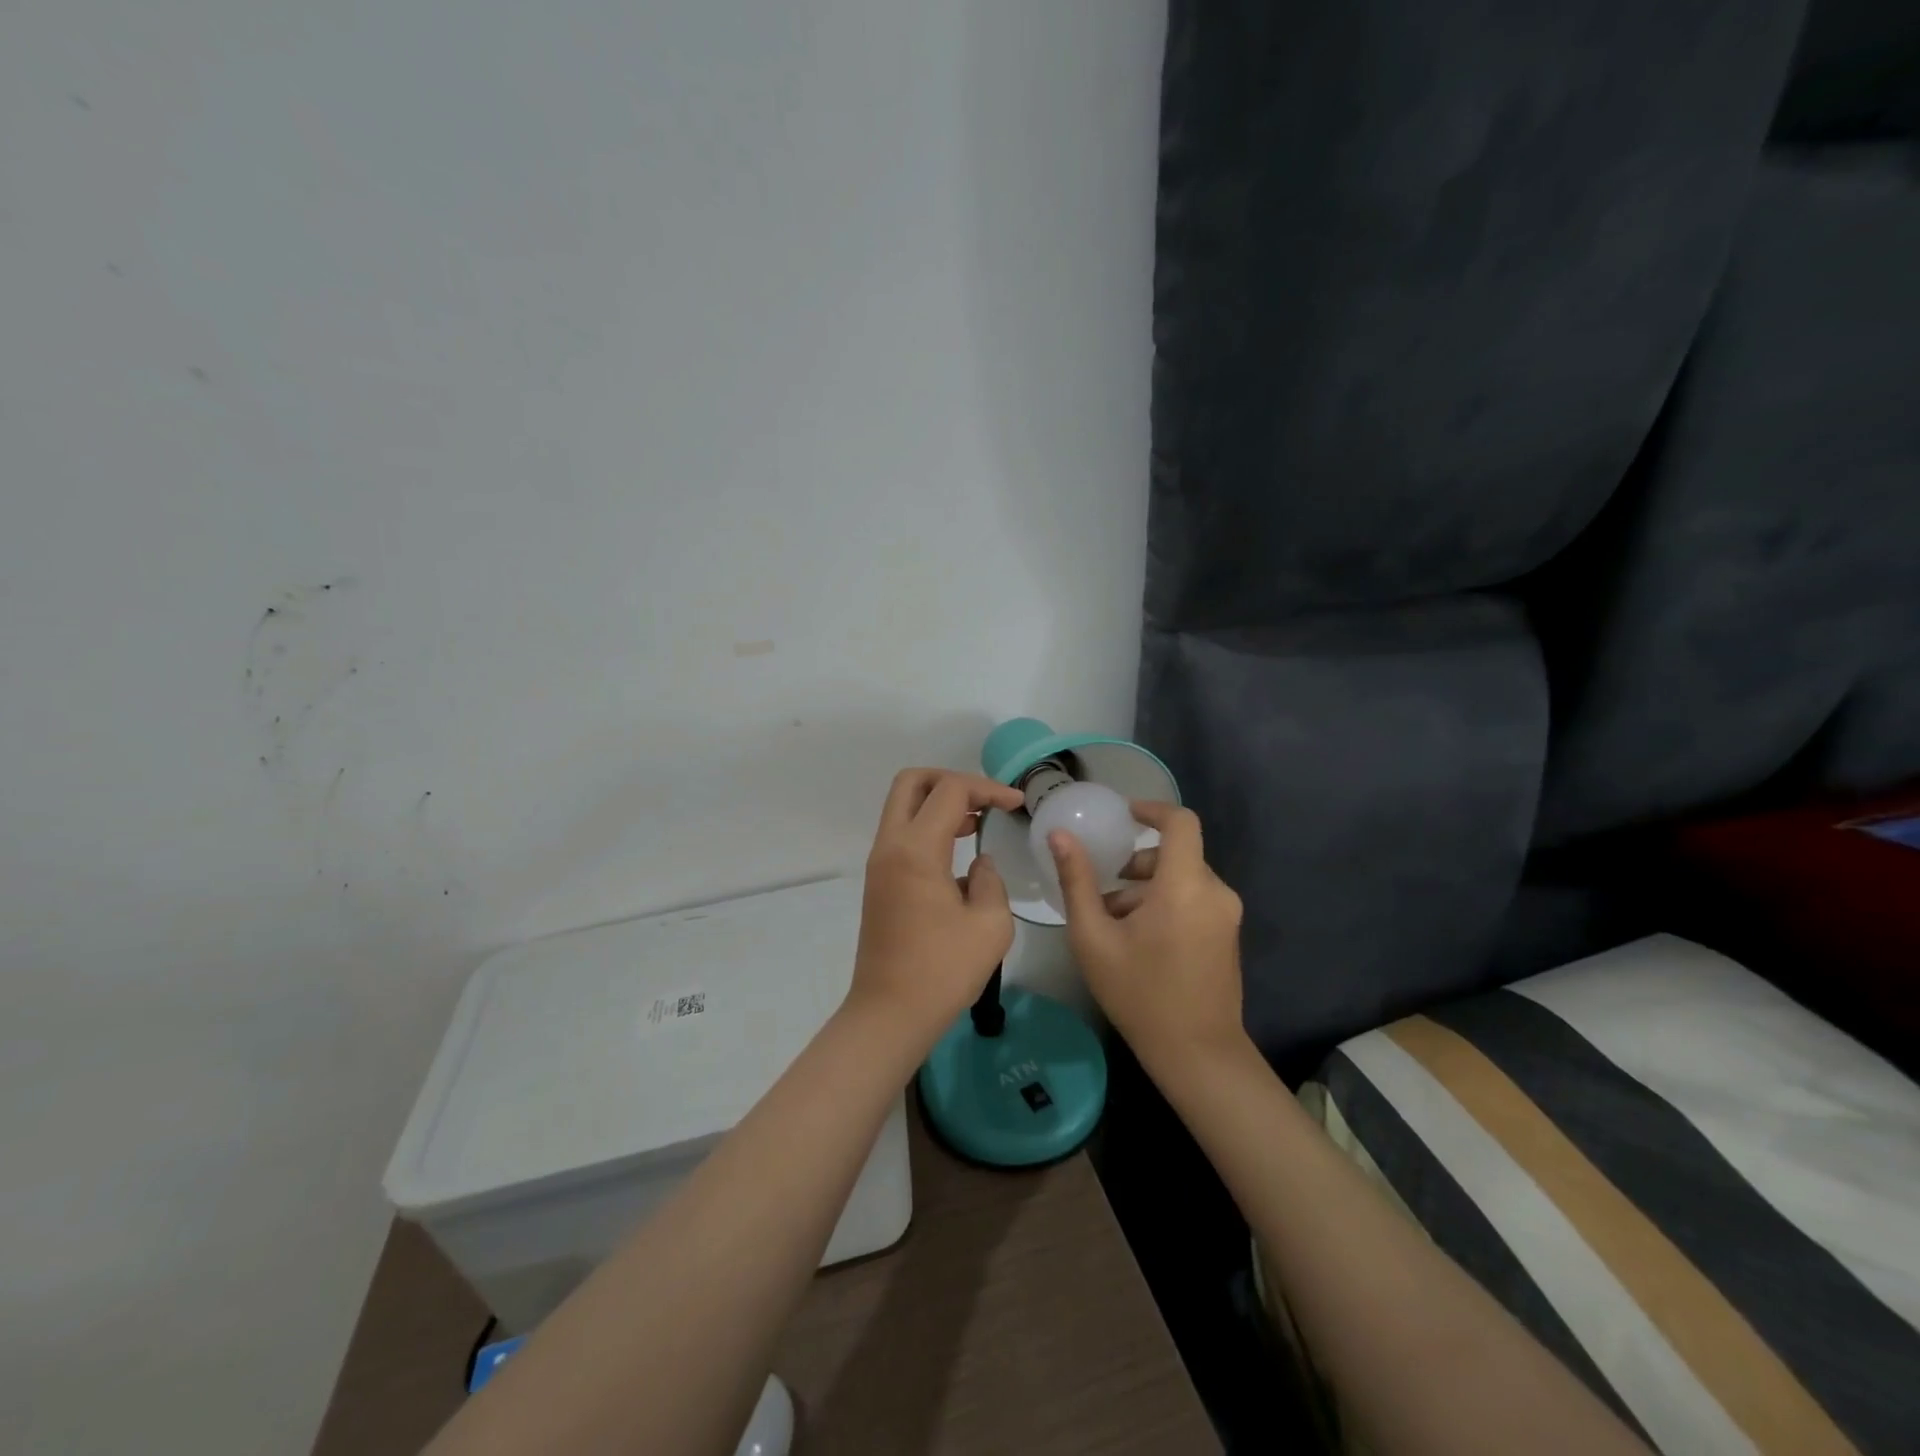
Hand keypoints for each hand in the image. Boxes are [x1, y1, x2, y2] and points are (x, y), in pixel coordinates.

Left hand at [851, 767, 1023, 1045]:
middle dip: (951, 780)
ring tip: (977, 821)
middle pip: (912, 782)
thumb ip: (991, 881)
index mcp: (916, 850)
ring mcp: (879, 863)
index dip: (988, 788)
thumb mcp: (990, 924)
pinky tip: (959, 851)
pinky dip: (928, 826)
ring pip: (902, 807)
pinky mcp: (878, 881)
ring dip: (939, 803)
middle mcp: (890, 846)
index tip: (1017, 804)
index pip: (950, 791)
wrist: (890, 1014)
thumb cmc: (943, 971)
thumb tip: (979, 865)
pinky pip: (901, 834)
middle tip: (984, 800)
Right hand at [1049, 800, 1245, 1072]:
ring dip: (1147, 888)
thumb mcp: (1094, 937)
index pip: (1180, 822)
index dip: (1152, 809)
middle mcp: (1214, 892)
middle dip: (1136, 864)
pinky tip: (1139, 940)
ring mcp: (1226, 915)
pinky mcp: (1228, 934)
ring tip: (1114, 923)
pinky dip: (1165, 904)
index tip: (1123, 814)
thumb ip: (1077, 881)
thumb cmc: (1139, 994)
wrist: (1197, 1054)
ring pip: (1182, 879)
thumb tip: (1059, 836)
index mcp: (1185, 886)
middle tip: (1103, 888)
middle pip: (1175, 854)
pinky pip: (1194, 899)